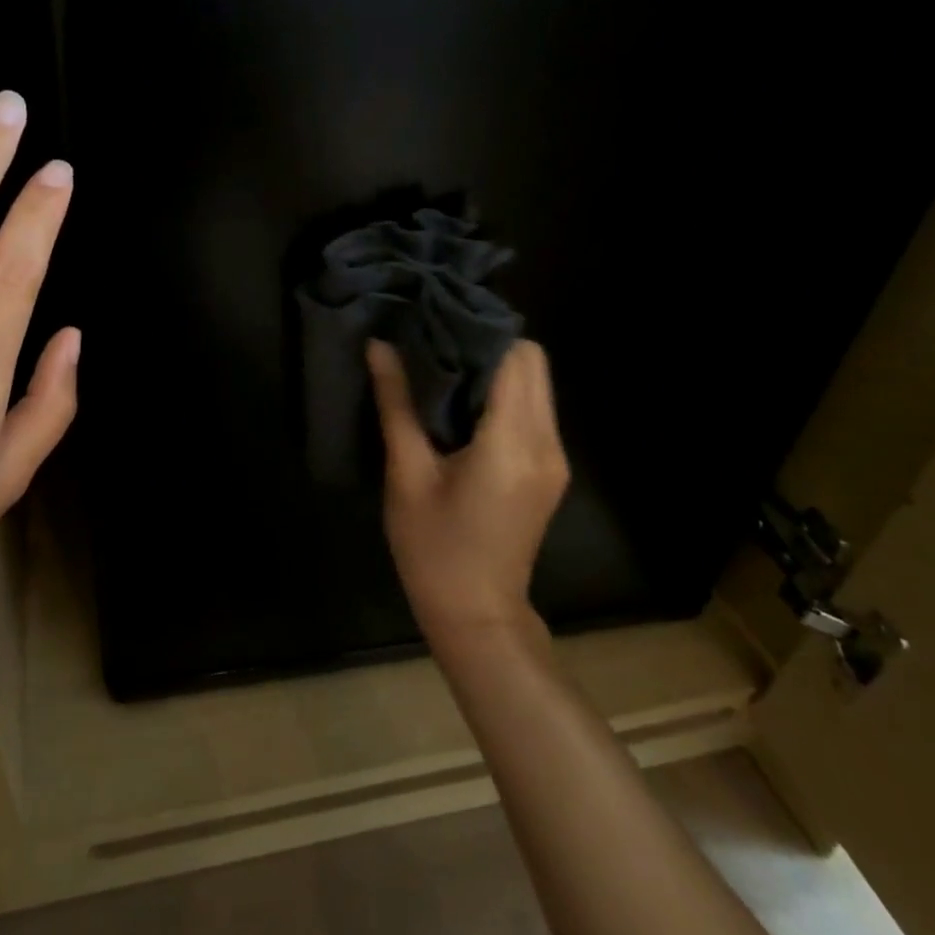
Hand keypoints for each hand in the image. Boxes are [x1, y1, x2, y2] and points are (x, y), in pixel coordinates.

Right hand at [366, 338, 569, 640]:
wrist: (477, 616)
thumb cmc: (433, 548)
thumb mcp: (407, 474)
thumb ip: (396, 404)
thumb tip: (380, 346)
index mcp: (511, 443)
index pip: (514, 358)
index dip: (480, 330)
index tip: (439, 318)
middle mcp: (545, 443)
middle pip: (533, 363)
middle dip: (489, 343)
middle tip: (437, 339)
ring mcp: (554, 458)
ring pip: (537, 384)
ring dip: (497, 366)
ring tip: (444, 364)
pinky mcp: (550, 469)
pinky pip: (534, 409)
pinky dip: (504, 392)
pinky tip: (463, 400)